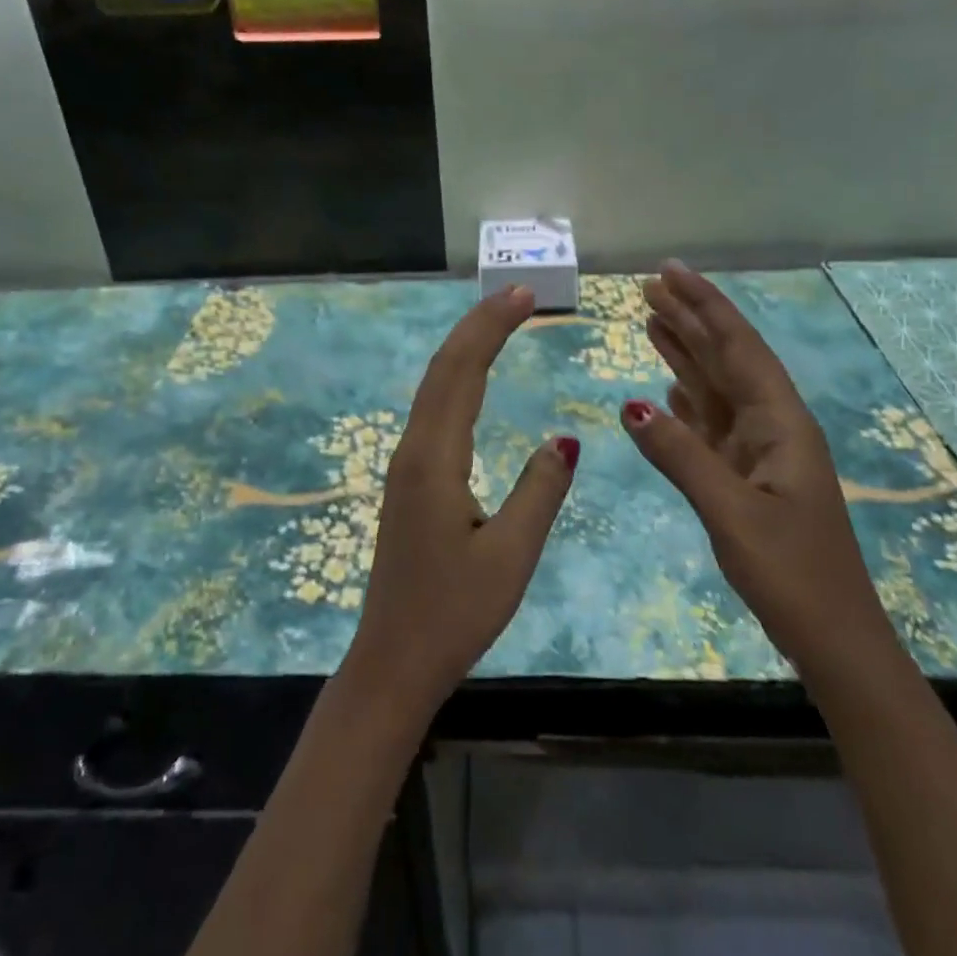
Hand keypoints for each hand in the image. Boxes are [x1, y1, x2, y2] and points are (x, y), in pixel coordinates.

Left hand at [342, 285, 578, 722]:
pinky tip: (473, 379)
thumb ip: (539, 492)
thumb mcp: (510, 556)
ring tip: (502, 321)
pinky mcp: (409, 479)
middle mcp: (414, 448)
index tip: (523, 296)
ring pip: (435, 386)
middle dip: (479, 325)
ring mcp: (406, 463)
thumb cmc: (454, 613)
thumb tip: (563, 440)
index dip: (491, 328)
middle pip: (444, 368)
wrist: (393, 660)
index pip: (463, 371)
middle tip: (518, 295)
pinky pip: (434, 410)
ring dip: (466, 347)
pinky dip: (457, 377)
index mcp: (435, 459)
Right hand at [620, 263, 897, 678]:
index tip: (671, 271)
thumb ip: (681, 455)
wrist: (834, 640)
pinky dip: (686, 397)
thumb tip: (631, 405)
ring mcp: (757, 451)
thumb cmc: (792, 574)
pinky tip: (667, 384)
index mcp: (780, 422)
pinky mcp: (743, 476)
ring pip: (715, 387)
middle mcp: (771, 425)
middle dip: (689, 319)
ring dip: (684, 352)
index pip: (738, 346)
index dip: (705, 304)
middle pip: (725, 358)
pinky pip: (709, 422)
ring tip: (649, 318)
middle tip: (647, 286)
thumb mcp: (732, 513)